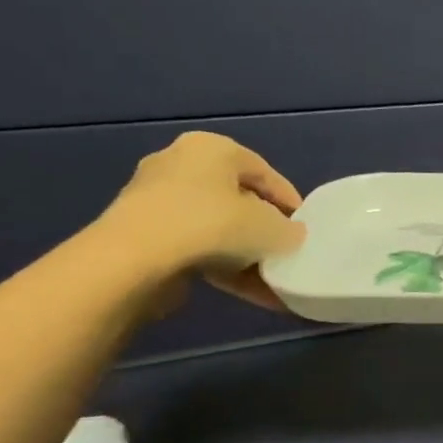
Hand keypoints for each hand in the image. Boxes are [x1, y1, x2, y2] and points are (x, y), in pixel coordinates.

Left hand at [92, 132, 306, 311]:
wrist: (135, 260)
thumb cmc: (212, 225)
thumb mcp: (271, 228)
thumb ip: (289, 231)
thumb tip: (290, 236)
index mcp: (212, 147)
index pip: (264, 173)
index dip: (291, 203)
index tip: (306, 229)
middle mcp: (181, 164)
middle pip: (238, 200)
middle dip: (265, 231)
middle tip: (288, 253)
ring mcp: (157, 201)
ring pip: (218, 229)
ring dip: (247, 257)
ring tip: (274, 283)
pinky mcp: (144, 235)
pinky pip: (197, 249)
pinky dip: (225, 269)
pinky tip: (253, 295)